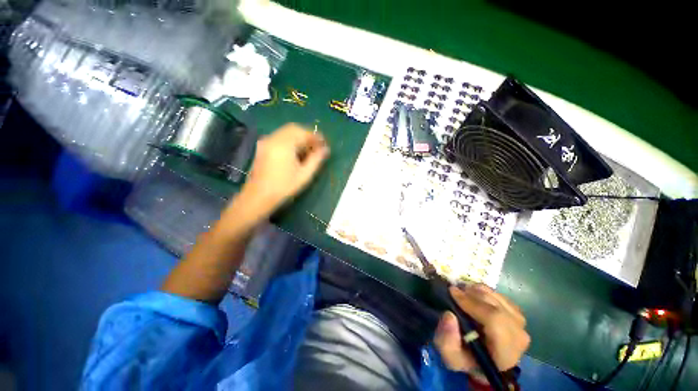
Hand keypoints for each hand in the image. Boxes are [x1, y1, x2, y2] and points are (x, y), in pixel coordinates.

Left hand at [241, 123, 329, 213]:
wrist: (258, 196)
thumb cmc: (284, 187)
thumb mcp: (304, 175)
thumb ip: (316, 160)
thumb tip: (326, 149)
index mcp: (284, 144)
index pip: (303, 132)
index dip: (316, 137)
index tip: (324, 144)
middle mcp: (274, 138)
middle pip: (294, 128)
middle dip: (307, 135)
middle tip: (317, 146)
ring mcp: (266, 141)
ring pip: (286, 131)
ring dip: (299, 137)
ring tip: (308, 149)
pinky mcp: (263, 146)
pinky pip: (279, 136)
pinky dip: (290, 140)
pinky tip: (295, 151)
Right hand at [434, 284, 529, 382]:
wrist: (484, 360)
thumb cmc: (467, 359)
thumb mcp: (451, 357)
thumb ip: (447, 341)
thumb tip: (449, 315)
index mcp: (504, 353)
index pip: (495, 321)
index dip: (472, 303)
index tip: (452, 292)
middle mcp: (518, 338)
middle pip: (497, 307)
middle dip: (473, 295)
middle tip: (455, 290)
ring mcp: (521, 325)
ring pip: (498, 298)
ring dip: (477, 291)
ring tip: (462, 292)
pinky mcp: (517, 314)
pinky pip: (500, 296)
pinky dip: (484, 292)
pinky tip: (474, 295)